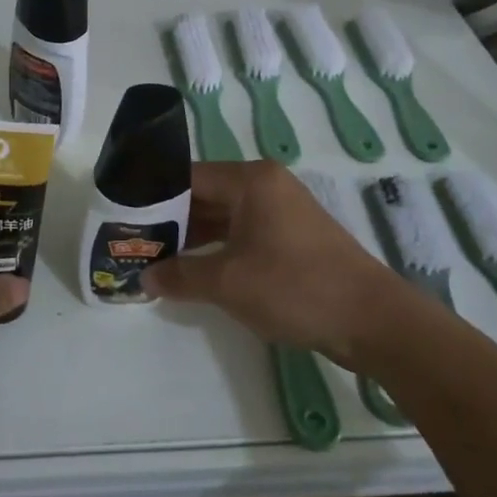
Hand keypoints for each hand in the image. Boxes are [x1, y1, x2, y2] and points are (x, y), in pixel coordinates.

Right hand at [142, 160, 403, 365]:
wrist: (372, 320)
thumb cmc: (295, 287)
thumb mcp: (228, 282)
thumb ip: (180, 275)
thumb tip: (145, 277)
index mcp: (251, 181)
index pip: (188, 176)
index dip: (153, 196)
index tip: (124, 217)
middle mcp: (265, 186)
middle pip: (205, 194)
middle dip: (171, 220)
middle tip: (133, 241)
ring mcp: (281, 212)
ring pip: (223, 217)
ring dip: (192, 237)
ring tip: (155, 258)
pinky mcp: (291, 238)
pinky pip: (242, 234)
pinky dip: (217, 249)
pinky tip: (192, 270)